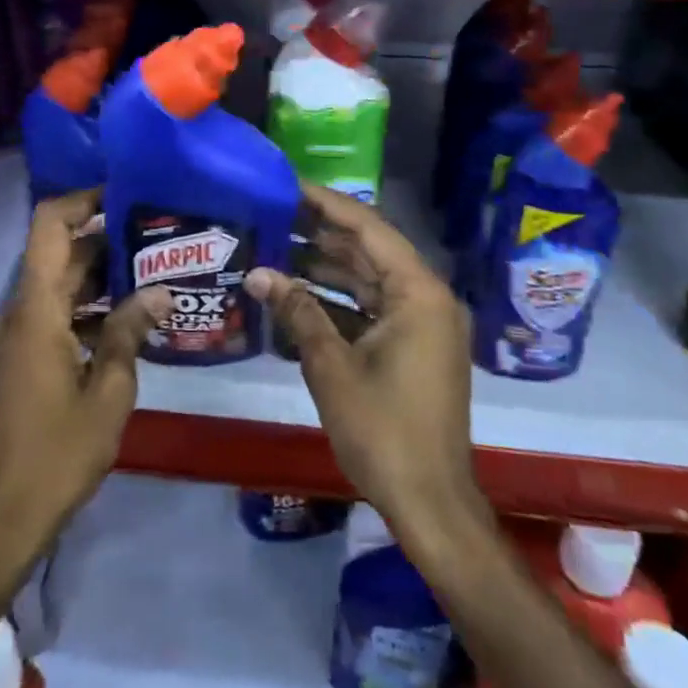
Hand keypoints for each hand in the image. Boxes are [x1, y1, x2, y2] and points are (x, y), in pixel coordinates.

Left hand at [0, 189, 169, 548]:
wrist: (8, 513)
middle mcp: (19, 312)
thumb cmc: (60, 451)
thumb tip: (158, 291)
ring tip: (152, 272)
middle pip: (59, 254)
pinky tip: (127, 319)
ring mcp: (17, 335)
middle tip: (157, 237)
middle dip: (105, 240)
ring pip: (59, 285)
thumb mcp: (109, 390)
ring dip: (99, 276)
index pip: (49, 226)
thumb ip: (129, 332)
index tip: (124, 195)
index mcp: (36, 310)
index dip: (82, 200)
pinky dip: (86, 307)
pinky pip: (54, 313)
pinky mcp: (21, 357)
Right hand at [247, 184, 489, 551]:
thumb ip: (297, 311)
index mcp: (418, 292)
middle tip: (273, 212)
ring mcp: (422, 323)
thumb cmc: (383, 430)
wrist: (429, 502)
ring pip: (369, 278)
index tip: (288, 185)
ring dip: (326, 266)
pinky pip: (373, 307)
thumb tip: (257, 273)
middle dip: (321, 233)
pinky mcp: (414, 346)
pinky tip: (298, 293)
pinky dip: (339, 299)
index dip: (326, 204)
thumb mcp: (331, 366)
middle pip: (369, 249)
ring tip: (277, 246)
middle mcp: (426, 298)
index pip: (368, 228)